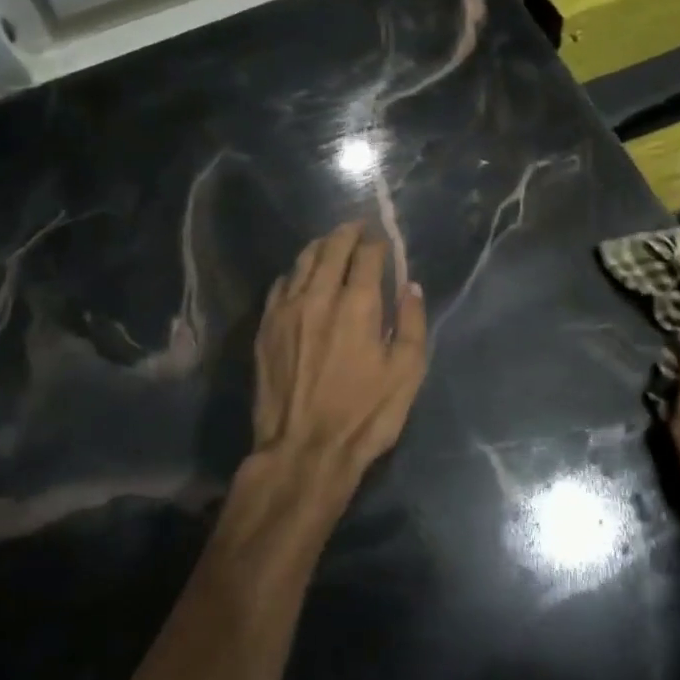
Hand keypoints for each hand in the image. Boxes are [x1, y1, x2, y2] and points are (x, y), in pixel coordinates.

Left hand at [249, 222, 427, 505]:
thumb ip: (412, 323)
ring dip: (320, 247)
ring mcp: (287, 310)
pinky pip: (280, 285)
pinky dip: (295, 273)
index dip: (377, 242)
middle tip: (357, 228)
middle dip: (347, 233)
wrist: (304, 450)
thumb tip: (410, 287)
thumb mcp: (407, 373)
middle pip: (331, 248)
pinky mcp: (266, 328)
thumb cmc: (365, 414)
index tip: (383, 240)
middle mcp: (319, 296)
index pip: (367, 255)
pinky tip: (300, 277)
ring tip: (331, 243)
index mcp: (357, 304)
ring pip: (302, 261)